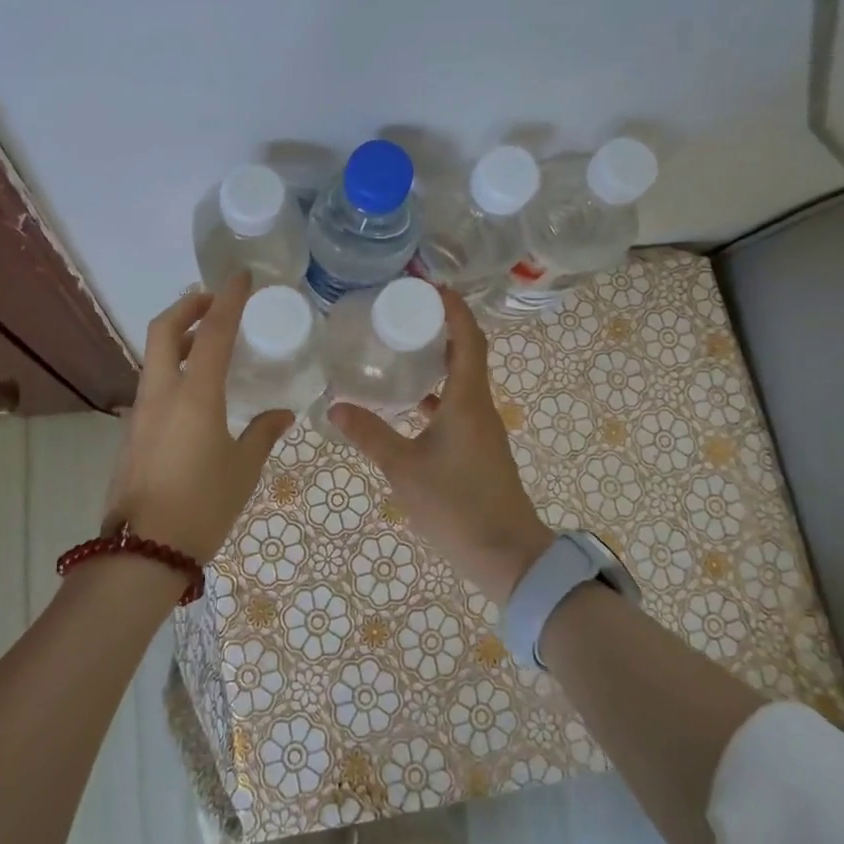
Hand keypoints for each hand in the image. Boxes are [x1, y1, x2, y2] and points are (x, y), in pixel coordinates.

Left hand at [103, 271, 293, 562]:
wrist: (141, 553)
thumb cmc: (201, 507)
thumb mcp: (243, 470)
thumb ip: (263, 434)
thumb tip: (282, 414)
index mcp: (195, 396)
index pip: (214, 332)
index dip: (228, 299)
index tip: (241, 277)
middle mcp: (162, 393)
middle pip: (165, 329)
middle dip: (189, 305)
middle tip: (215, 301)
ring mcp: (141, 411)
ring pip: (155, 356)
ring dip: (180, 337)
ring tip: (211, 343)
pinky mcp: (132, 430)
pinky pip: (153, 383)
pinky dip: (173, 368)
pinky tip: (196, 391)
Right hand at [329, 289, 553, 600]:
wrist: (508, 557)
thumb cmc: (457, 506)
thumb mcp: (404, 469)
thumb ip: (370, 436)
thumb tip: (335, 407)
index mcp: (468, 401)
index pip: (468, 339)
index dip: (453, 308)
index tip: (429, 287)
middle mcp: (480, 407)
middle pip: (467, 353)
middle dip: (440, 328)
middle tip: (404, 313)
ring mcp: (482, 430)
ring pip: (462, 381)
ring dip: (439, 361)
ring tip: (402, 350)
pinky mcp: (479, 450)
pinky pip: (458, 407)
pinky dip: (437, 395)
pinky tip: (411, 406)